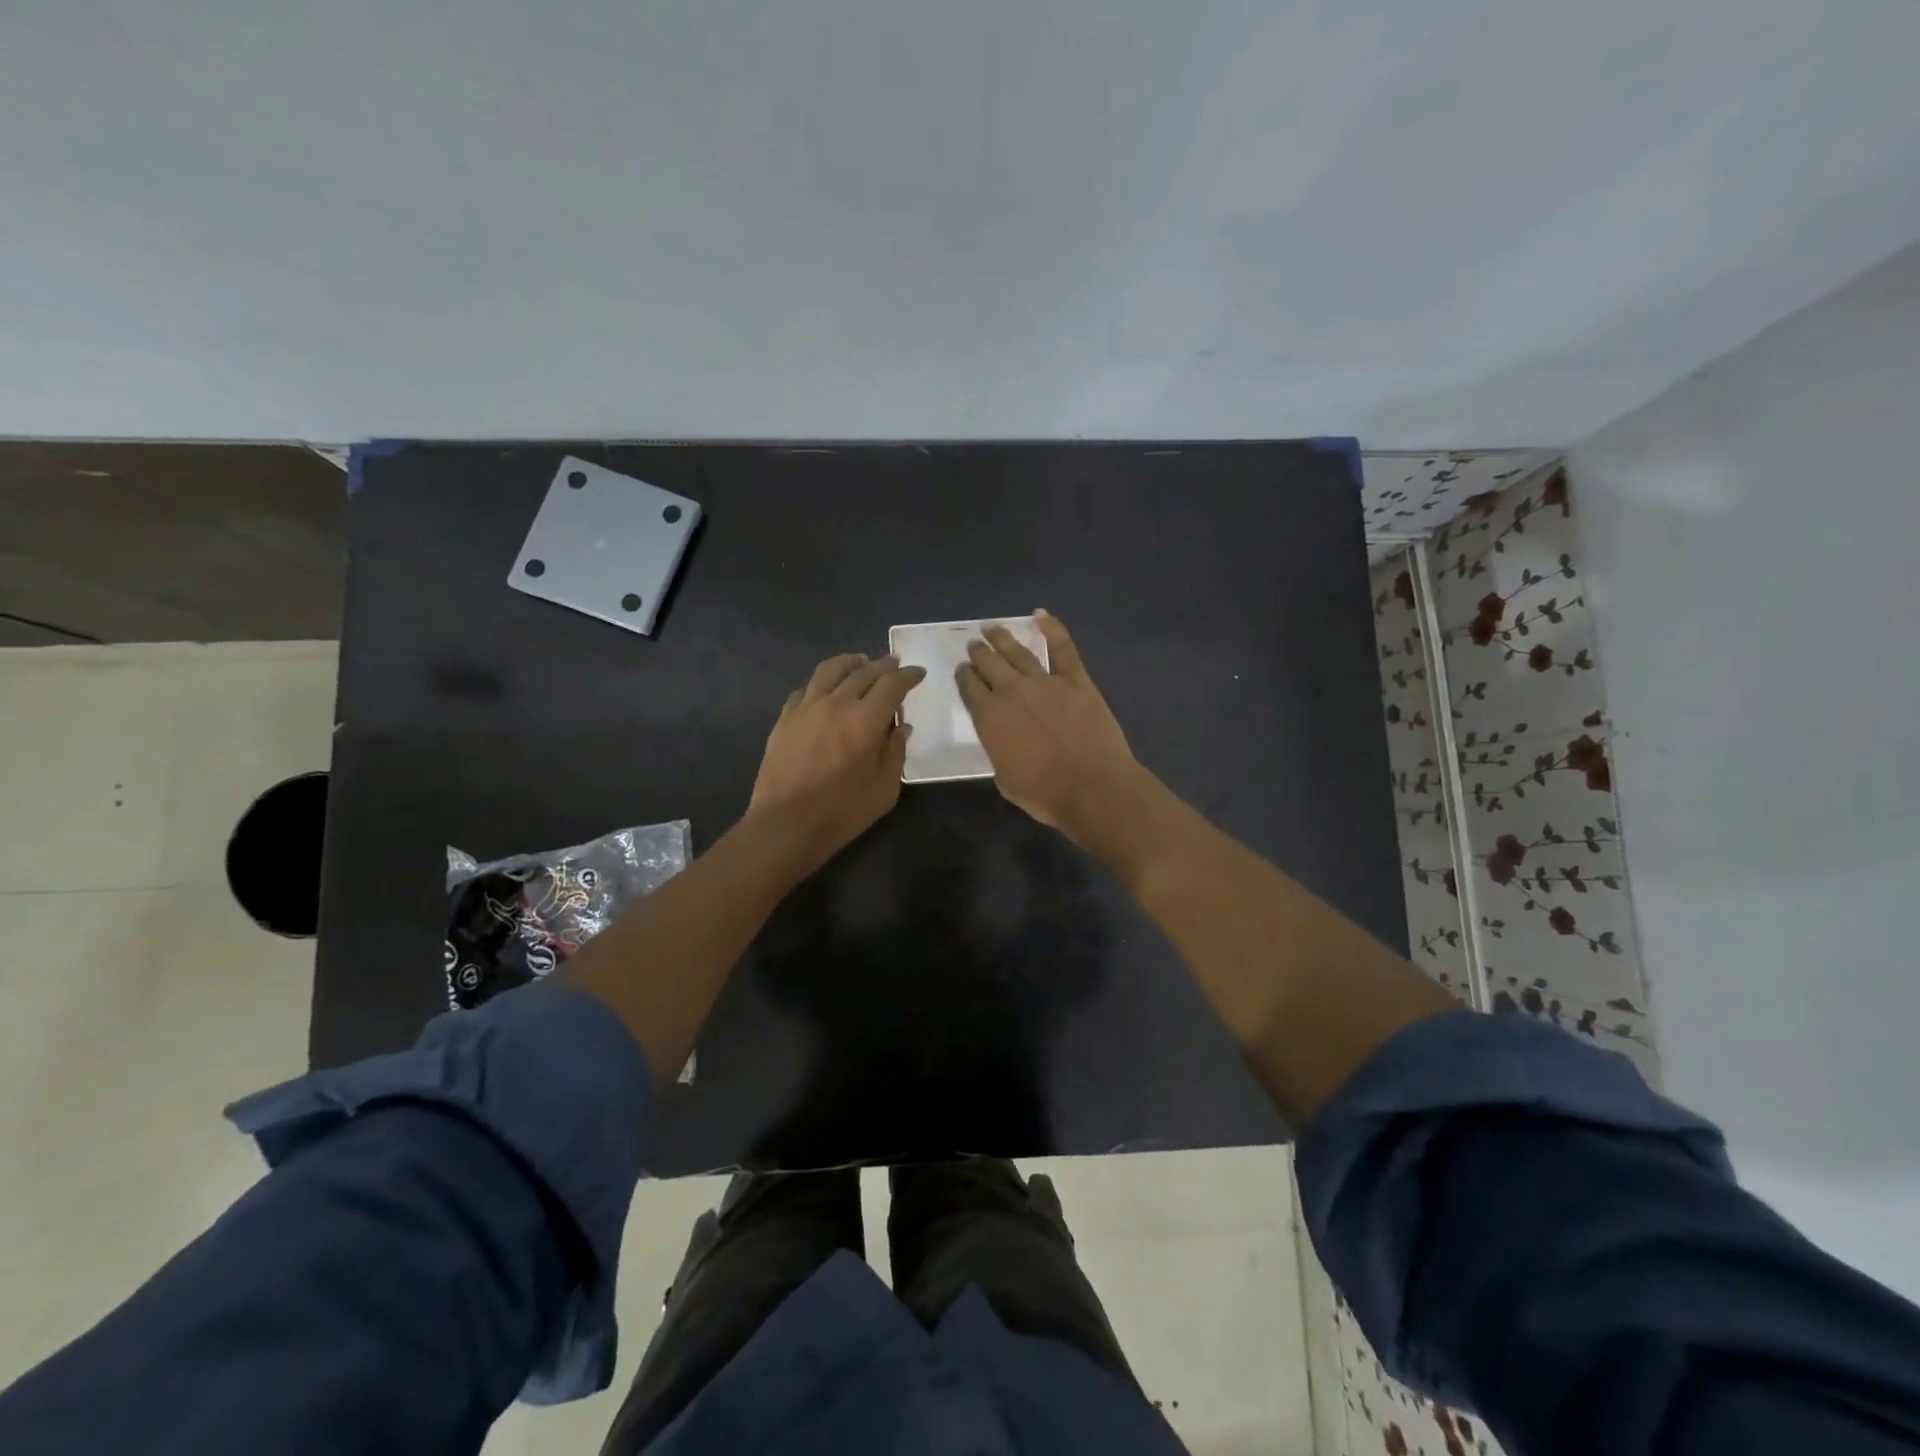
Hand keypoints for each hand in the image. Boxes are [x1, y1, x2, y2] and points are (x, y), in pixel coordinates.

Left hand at [747, 652, 925, 870]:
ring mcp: (806, 707)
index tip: (918, 673)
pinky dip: (821, 684)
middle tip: (895, 663)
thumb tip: (901, 727)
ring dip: (850, 663)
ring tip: (859, 662)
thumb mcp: (884, 788)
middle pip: (864, 671)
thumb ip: (895, 752)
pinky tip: (824, 691)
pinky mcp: (785, 718)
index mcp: (866, 719)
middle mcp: (837, 703)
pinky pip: (805, 690)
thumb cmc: (842, 811)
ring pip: (830, 670)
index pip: (892, 684)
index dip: (908, 675)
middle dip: (884, 665)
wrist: (786, 824)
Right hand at [955, 610, 1148, 849]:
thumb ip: (998, 749)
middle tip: (973, 644)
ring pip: (1018, 652)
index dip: (964, 676)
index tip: (962, 669)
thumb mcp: (1004, 778)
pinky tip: (1040, 615)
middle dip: (978, 653)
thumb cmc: (1044, 793)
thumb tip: (1003, 738)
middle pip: (989, 664)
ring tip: (991, 628)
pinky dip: (1052, 628)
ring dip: (1001, 638)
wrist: (1092, 788)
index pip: (969, 688)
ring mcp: (1045, 682)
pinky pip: (1063, 648)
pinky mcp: (1076, 680)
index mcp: (989, 717)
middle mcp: (1012, 691)